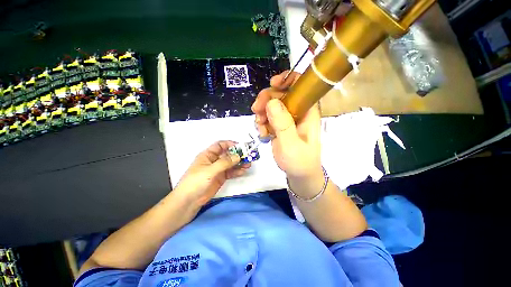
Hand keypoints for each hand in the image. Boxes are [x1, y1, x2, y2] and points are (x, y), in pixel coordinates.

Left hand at [174, 141, 250, 206]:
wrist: (189, 201)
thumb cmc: (196, 182)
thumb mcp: (210, 170)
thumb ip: (224, 163)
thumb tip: (238, 156)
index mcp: (208, 155)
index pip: (220, 145)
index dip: (230, 144)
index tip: (241, 146)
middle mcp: (214, 160)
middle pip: (228, 154)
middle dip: (238, 154)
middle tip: (248, 156)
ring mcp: (218, 169)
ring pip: (231, 163)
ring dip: (240, 163)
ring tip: (249, 164)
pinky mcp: (221, 177)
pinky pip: (231, 172)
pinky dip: (237, 171)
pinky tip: (244, 171)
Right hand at [252, 71, 321, 180]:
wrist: (299, 174)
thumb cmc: (300, 161)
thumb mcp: (291, 144)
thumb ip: (283, 124)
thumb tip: (271, 102)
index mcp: (307, 111)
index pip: (301, 86)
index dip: (288, 79)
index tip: (273, 84)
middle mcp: (298, 111)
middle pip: (281, 94)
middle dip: (266, 100)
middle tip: (256, 110)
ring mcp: (287, 118)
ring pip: (271, 105)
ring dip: (262, 113)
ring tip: (260, 127)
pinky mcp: (279, 125)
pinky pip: (267, 117)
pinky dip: (262, 122)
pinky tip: (262, 133)